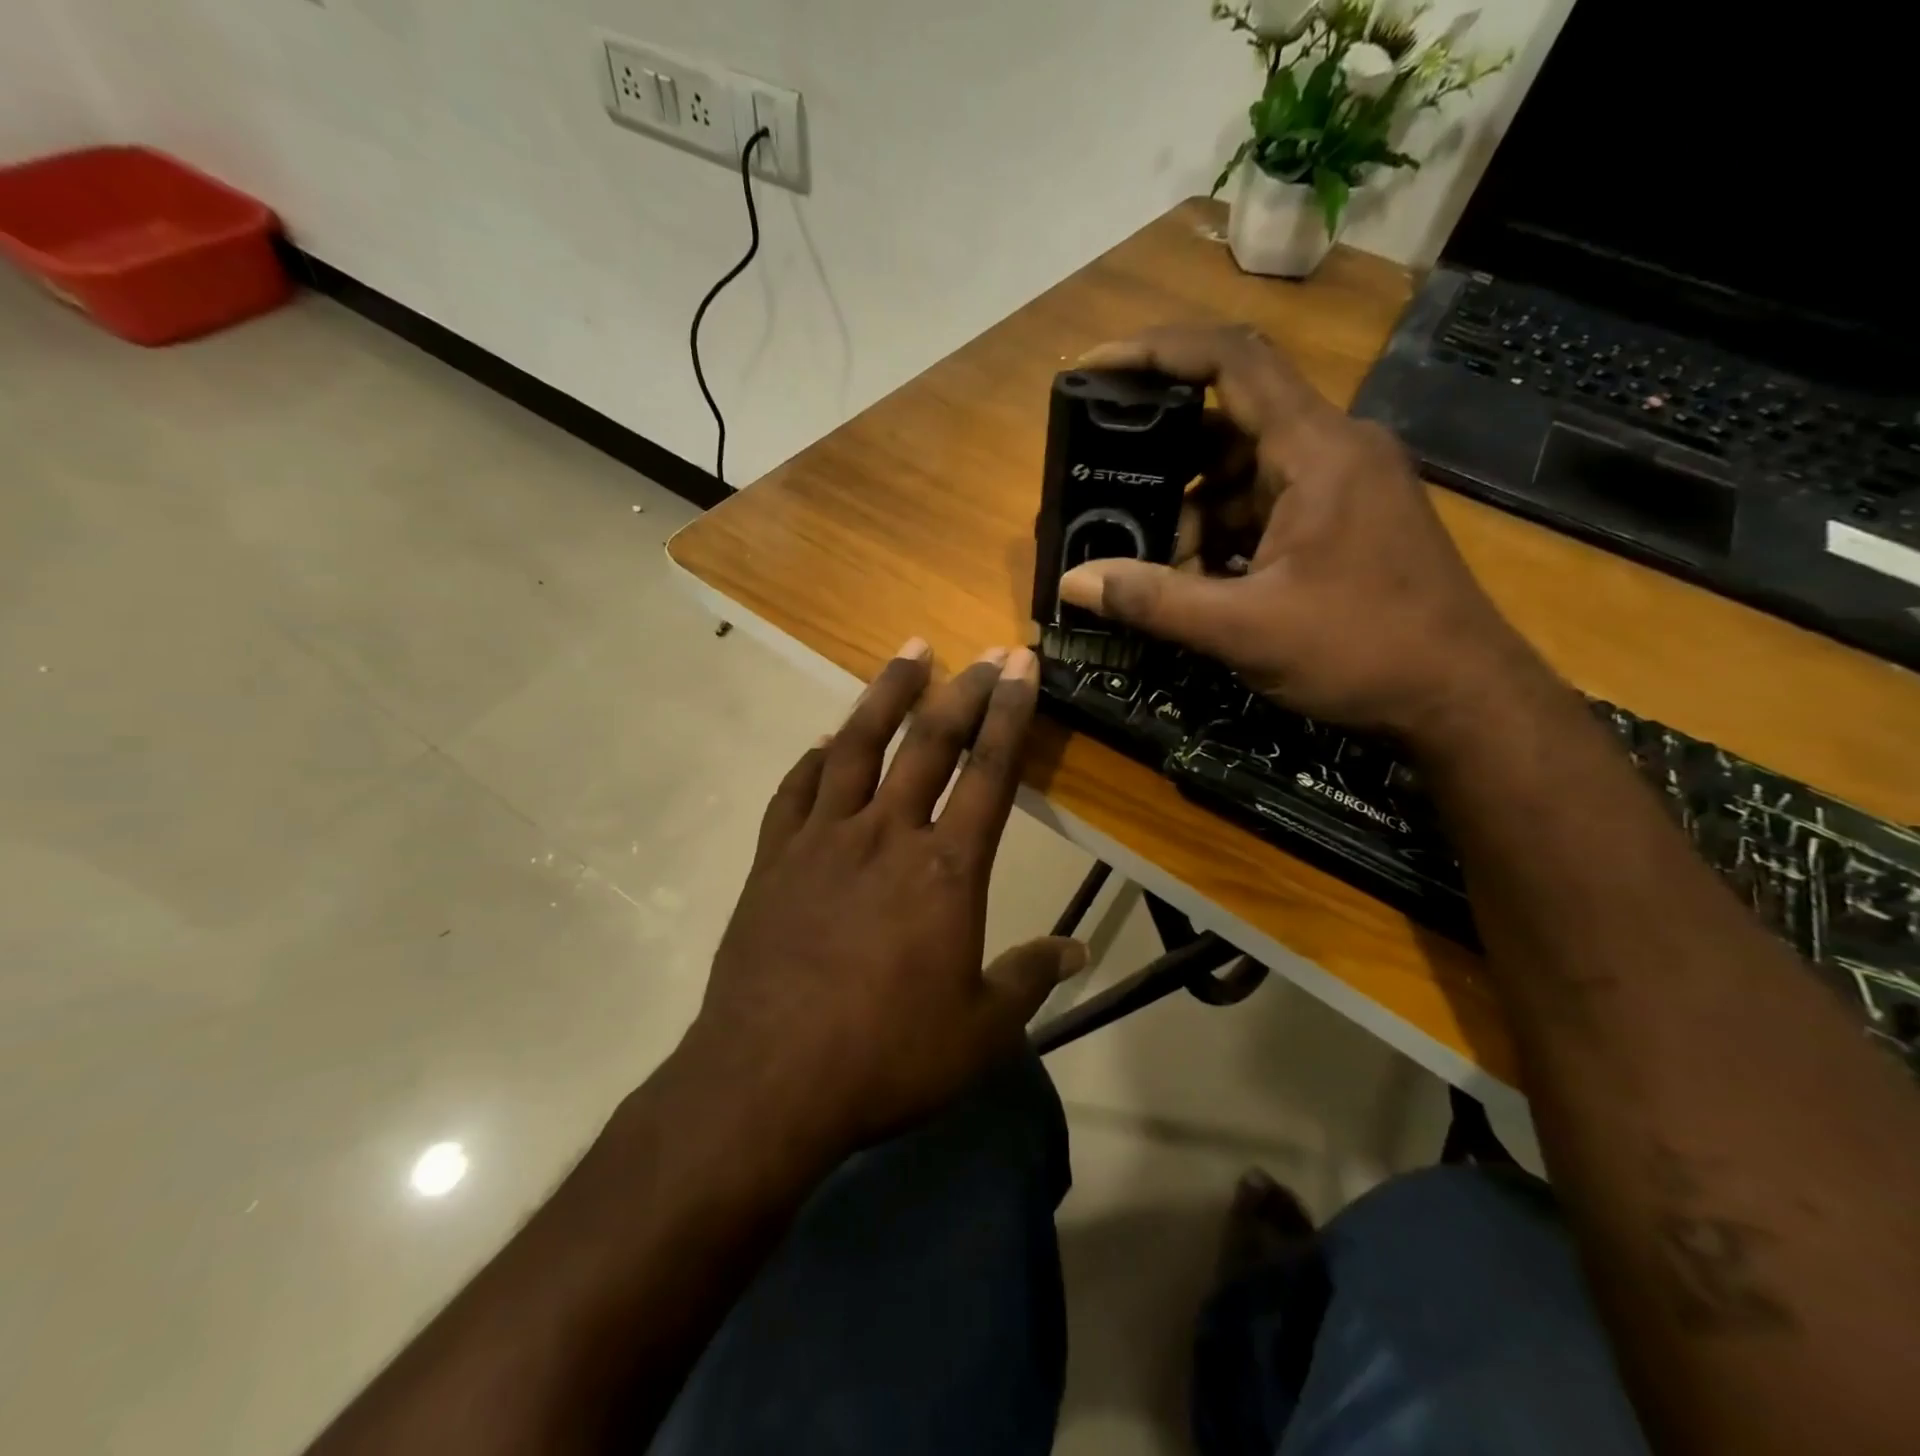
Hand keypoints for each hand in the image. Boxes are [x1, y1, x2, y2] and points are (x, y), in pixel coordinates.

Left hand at [680, 640, 1084, 1156]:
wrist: (769, 1080)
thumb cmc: (886, 1056)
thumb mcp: (980, 1032)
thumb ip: (1030, 979)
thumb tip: (1078, 951)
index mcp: (945, 870)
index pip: (989, 772)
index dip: (1011, 713)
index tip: (1022, 666)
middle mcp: (886, 835)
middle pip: (928, 743)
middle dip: (962, 691)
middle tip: (981, 653)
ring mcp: (823, 840)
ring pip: (856, 746)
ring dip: (885, 696)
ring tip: (907, 654)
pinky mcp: (773, 858)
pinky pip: (795, 791)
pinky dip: (814, 759)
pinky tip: (824, 741)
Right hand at [1058, 324, 1545, 744]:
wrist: (1461, 698)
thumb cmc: (1363, 652)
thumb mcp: (1244, 629)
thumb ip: (1154, 600)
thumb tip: (1071, 583)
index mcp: (1317, 450)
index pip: (1232, 361)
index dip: (1159, 351)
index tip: (1098, 366)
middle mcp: (1333, 450)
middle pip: (1230, 423)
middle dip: (1166, 465)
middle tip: (1112, 497)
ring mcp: (1342, 487)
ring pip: (1245, 474)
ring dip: (1194, 514)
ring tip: (1159, 568)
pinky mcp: (1345, 522)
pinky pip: (1267, 508)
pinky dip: (1225, 536)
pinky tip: (1200, 583)